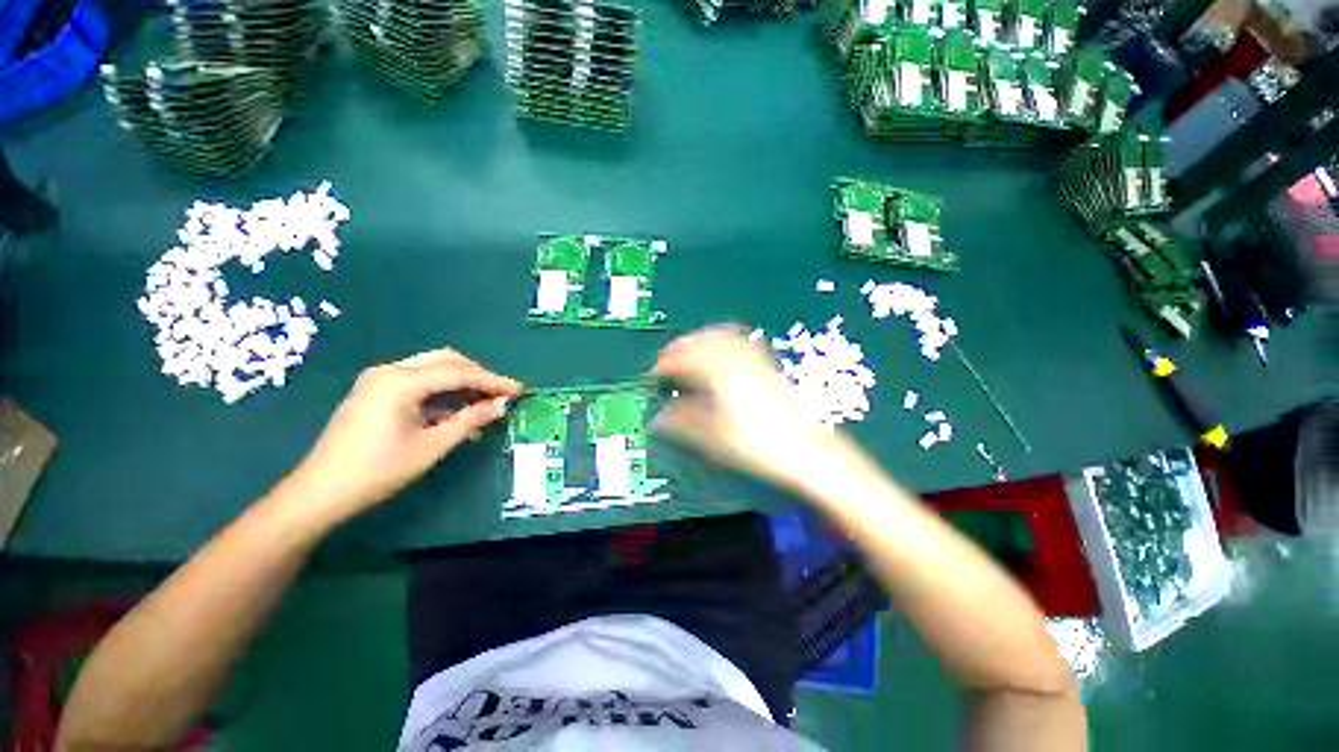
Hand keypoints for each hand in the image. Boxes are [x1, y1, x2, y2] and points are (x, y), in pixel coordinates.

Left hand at [280, 347, 522, 526]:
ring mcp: (379, 379)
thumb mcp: (432, 446)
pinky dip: (443, 388)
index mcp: (401, 382)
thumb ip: (470, 420)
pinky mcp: (376, 390)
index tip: (519, 390)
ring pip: (433, 367)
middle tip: (502, 394)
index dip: (493, 381)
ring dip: (462, 380)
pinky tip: (457, 406)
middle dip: (478, 375)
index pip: (459, 372)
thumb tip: (502, 405)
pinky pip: (419, 379)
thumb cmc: (379, 470)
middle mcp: (390, 371)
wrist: (321, 491)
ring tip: (485, 400)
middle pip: (446, 360)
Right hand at [650, 326, 870, 493]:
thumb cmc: (761, 445)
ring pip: (722, 336)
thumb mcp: (714, 438)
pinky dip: (723, 340)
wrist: (809, 451)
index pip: (685, 360)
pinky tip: (721, 351)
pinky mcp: (767, 366)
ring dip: (700, 340)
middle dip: (680, 347)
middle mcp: (737, 360)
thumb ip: (682, 424)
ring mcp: (755, 360)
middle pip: (703, 341)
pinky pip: (741, 341)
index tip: (654, 374)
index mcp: (721, 374)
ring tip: (688, 351)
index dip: (665, 365)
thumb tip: (659, 418)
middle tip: (666, 359)